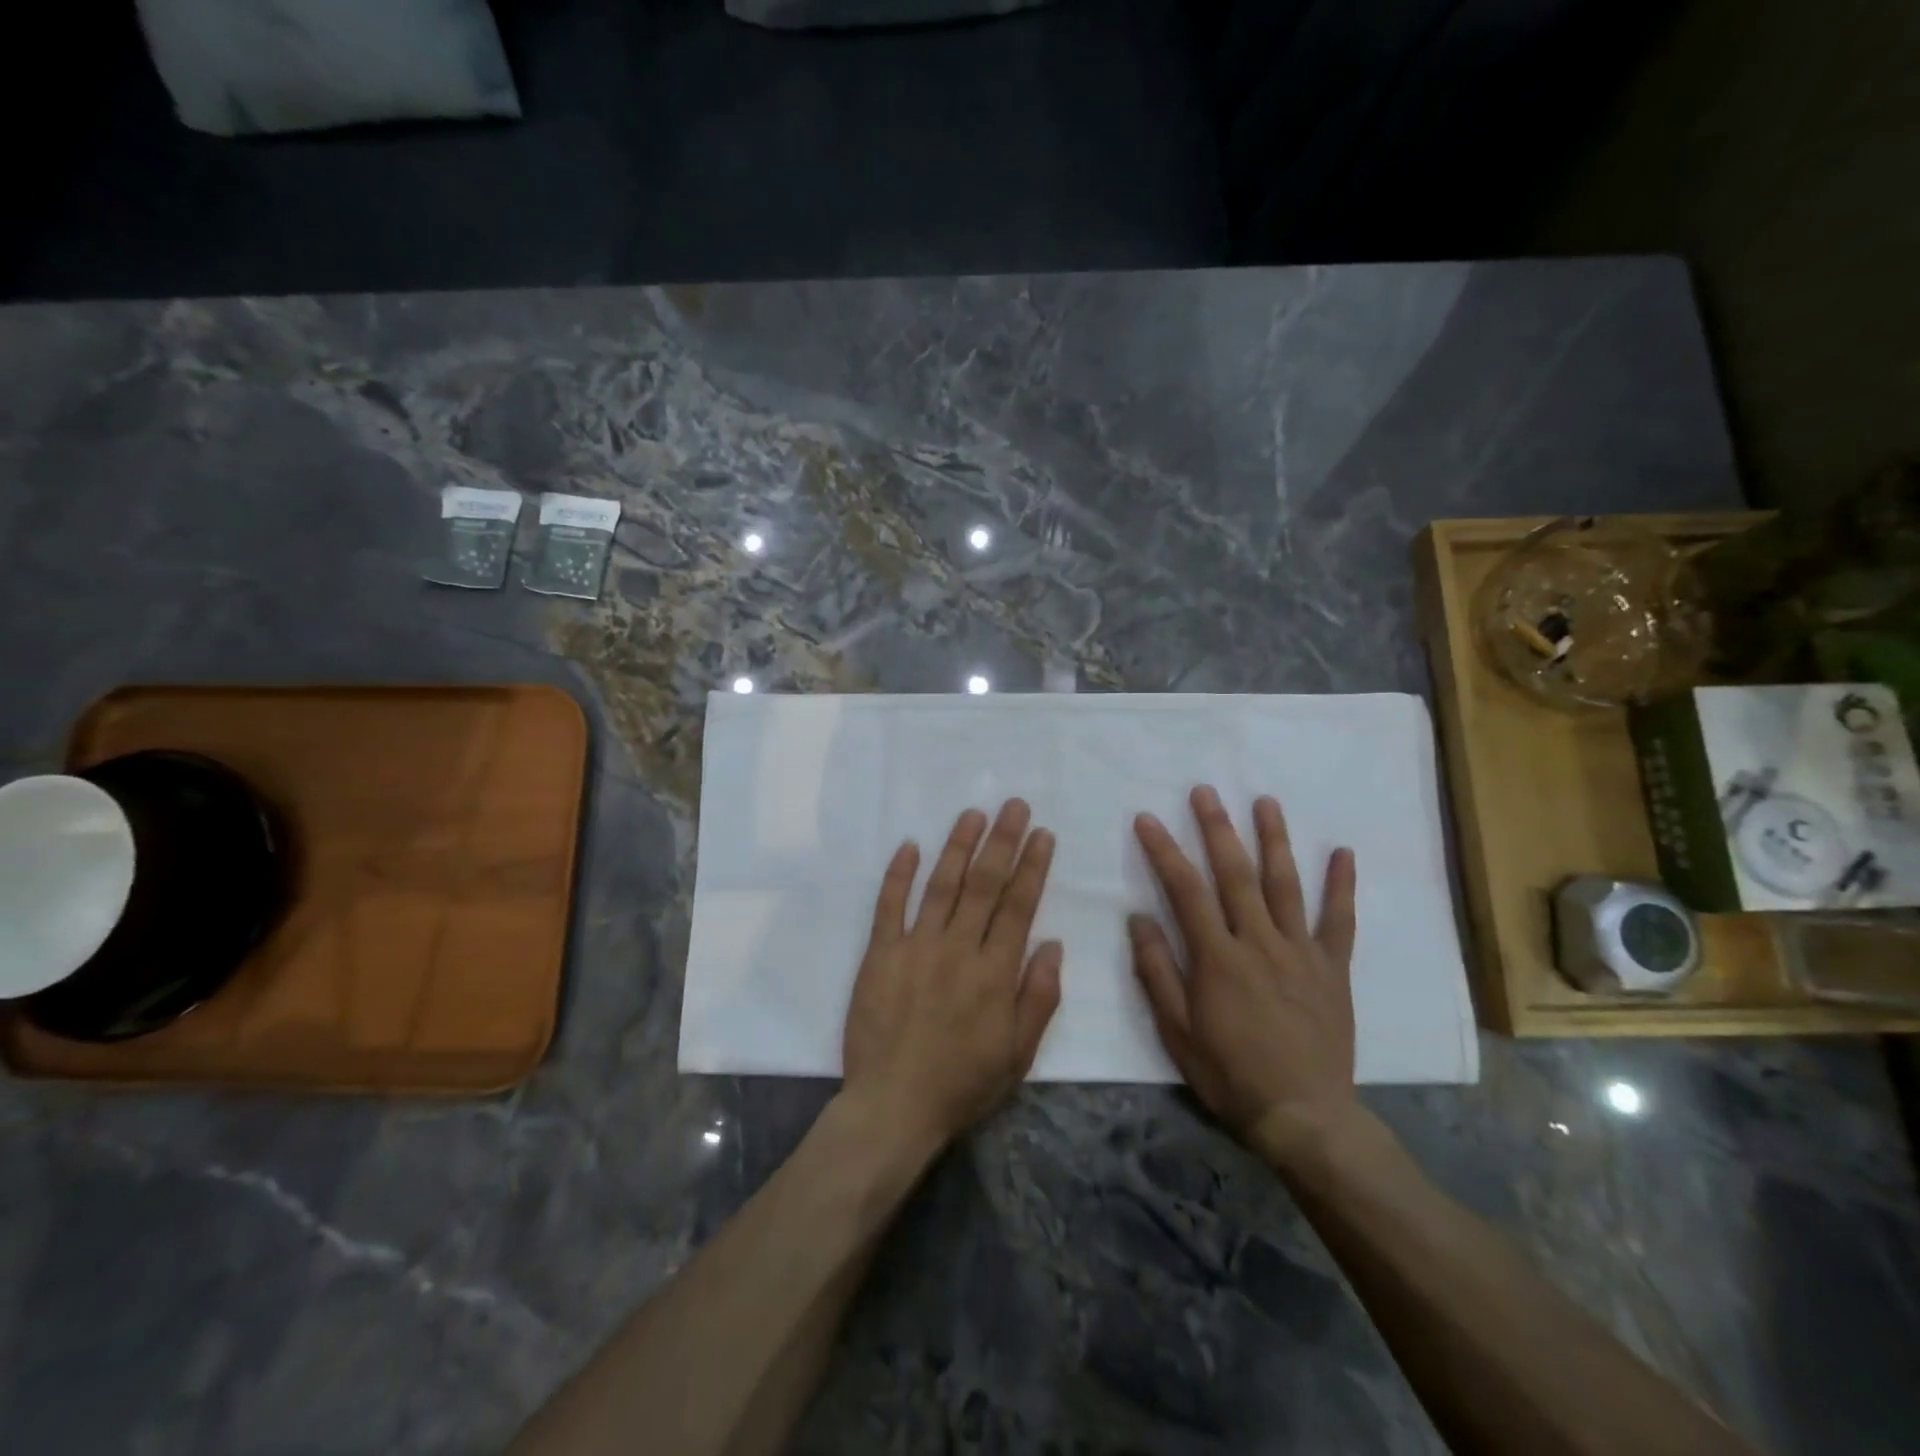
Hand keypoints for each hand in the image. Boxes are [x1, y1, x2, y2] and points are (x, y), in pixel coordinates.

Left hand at [841, 800, 1063, 1152]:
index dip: (1032, 866)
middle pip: (984, 884)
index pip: (1019, 906)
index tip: (1042, 834)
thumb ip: (1039, 997)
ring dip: (958, 846)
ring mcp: (916, 947)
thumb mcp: (1019, 1053)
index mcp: (995, 972)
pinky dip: (899, 874)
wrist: (894, 1106)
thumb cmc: (962, 1083)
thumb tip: (1053, 944)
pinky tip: (909, 845)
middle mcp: (958, 949)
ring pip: (942, 885)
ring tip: (972, 814)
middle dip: (1002, 841)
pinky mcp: (880, 954)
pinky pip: (889, 906)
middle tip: (1013, 805)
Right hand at [1129, 786, 1359, 1160]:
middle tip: (1204, 791)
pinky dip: (1342, 886)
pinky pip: (1339, 921)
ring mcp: (1300, 952)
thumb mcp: (1177, 1032)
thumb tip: (1138, 918)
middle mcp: (1259, 943)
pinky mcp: (1331, 968)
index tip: (1147, 819)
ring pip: (1285, 885)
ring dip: (1274, 839)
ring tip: (1266, 801)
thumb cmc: (1230, 1074)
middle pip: (1235, 874)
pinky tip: (1343, 852)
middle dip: (1217, 828)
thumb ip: (1157, 971)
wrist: (1304, 1116)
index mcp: (1217, 958)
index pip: (1186, 891)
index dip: (1164, 851)